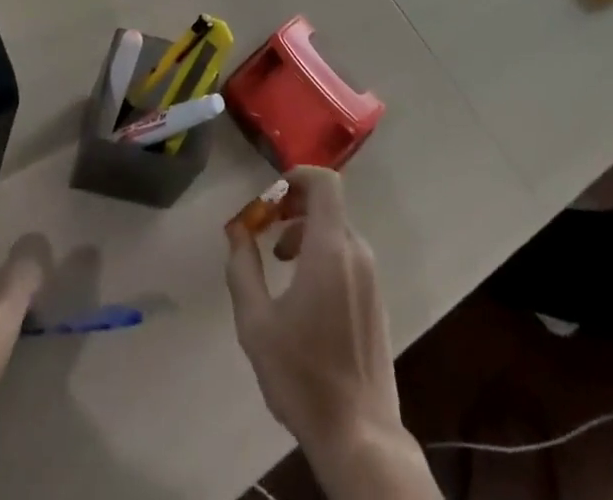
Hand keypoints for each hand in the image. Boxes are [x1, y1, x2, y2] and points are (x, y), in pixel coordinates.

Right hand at [224, 168, 403, 458]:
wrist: (358, 435)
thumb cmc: (303, 375)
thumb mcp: (256, 322)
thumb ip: (243, 268)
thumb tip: (237, 230)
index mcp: (331, 249)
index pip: (325, 183)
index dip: (297, 177)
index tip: (270, 198)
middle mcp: (356, 253)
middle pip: (328, 205)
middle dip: (293, 208)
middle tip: (265, 229)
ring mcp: (371, 277)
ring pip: (336, 231)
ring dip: (306, 233)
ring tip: (279, 264)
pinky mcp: (375, 299)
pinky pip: (347, 256)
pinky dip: (322, 254)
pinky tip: (303, 293)